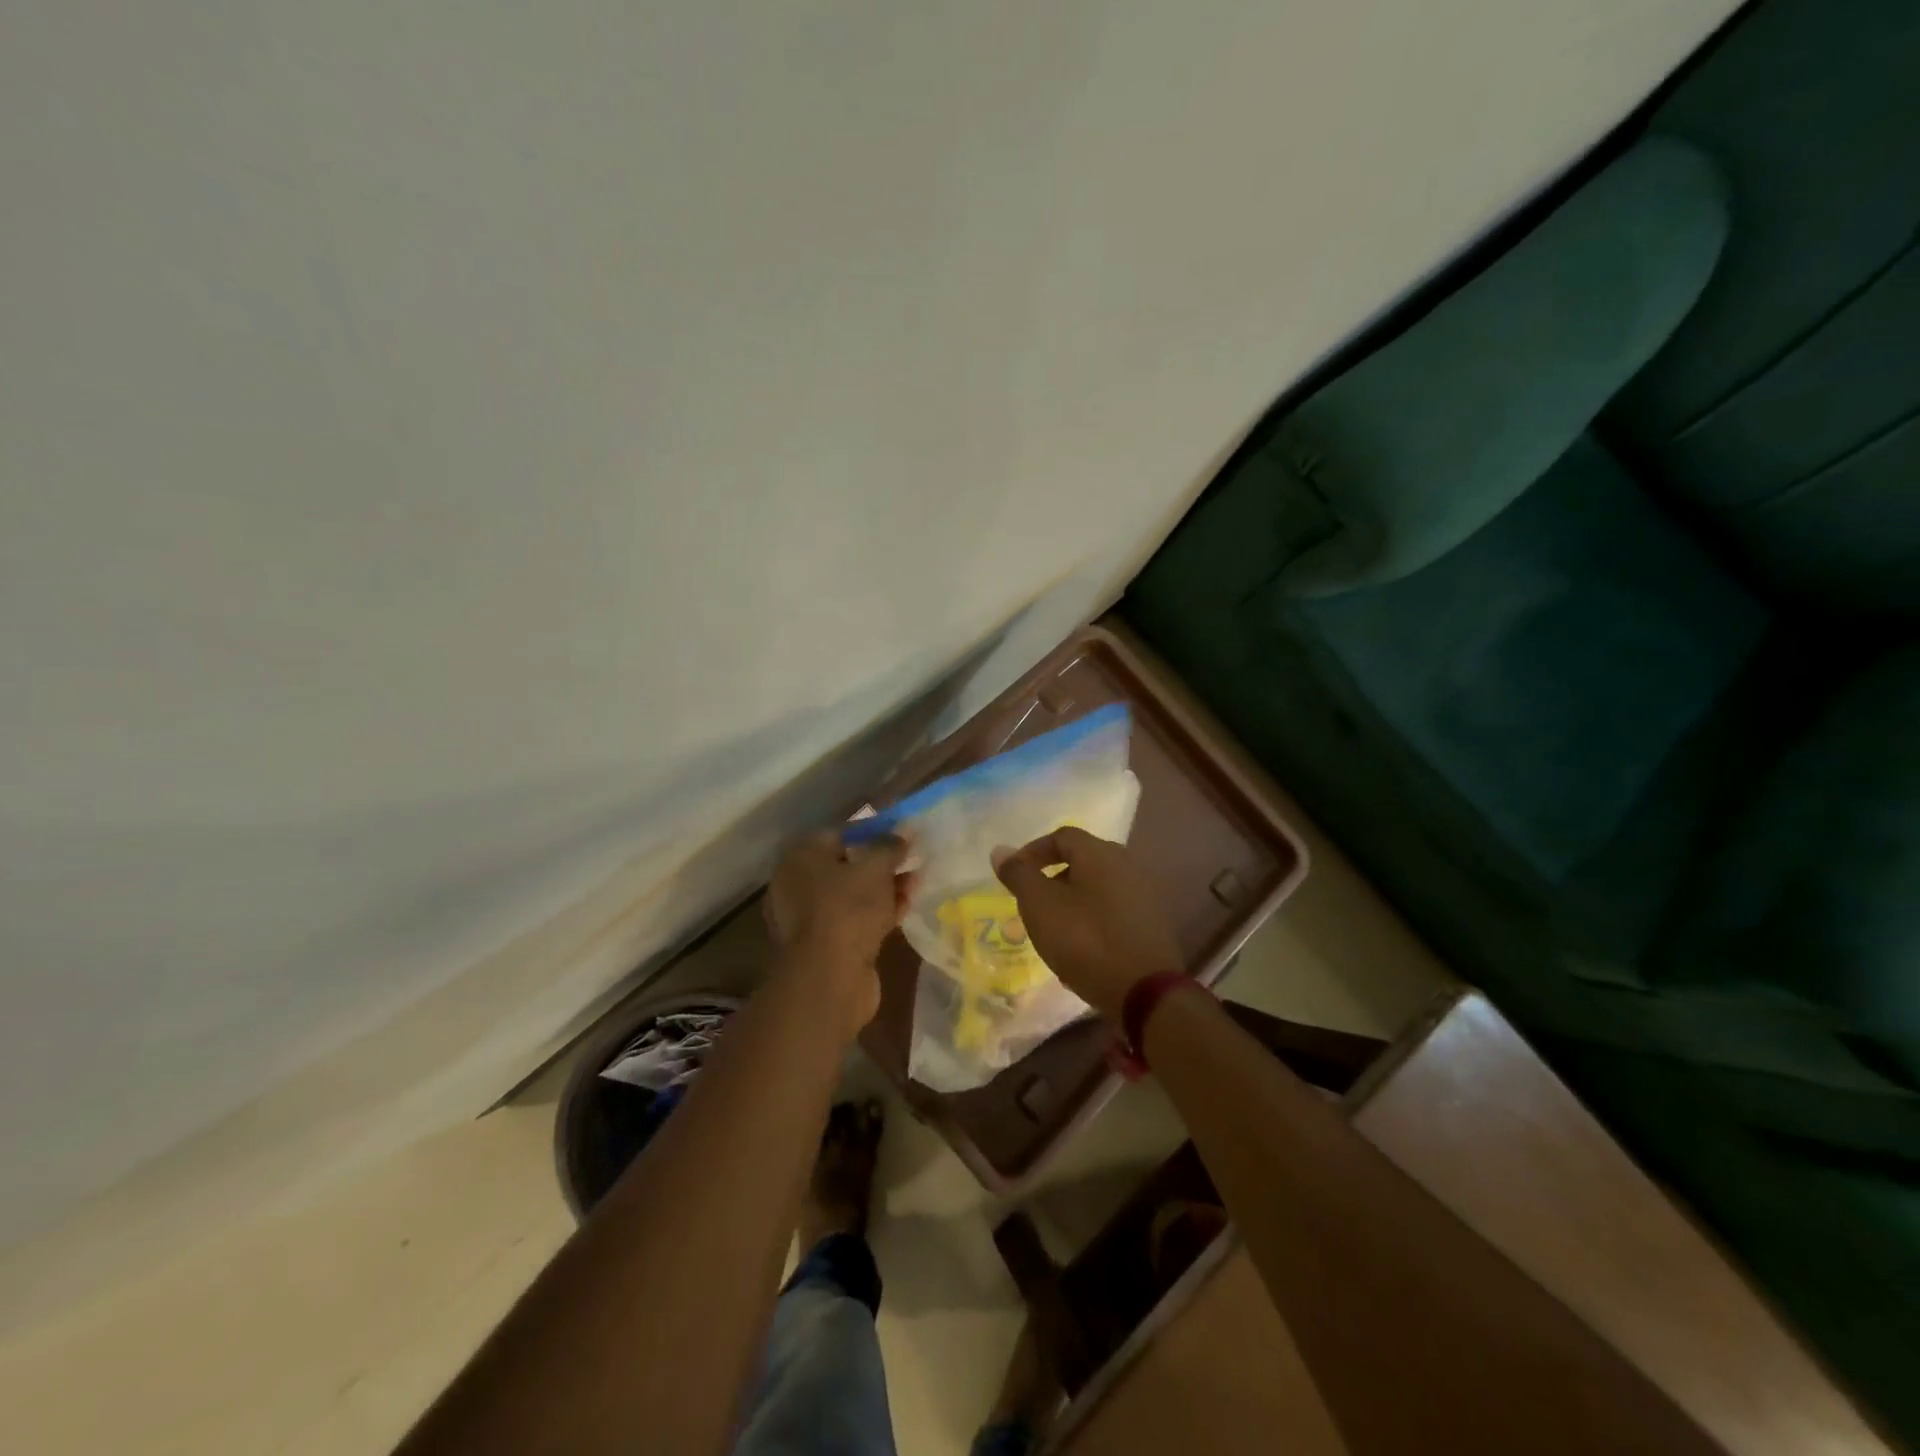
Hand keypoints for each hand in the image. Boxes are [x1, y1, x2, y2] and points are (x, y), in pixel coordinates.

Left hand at [765, 831, 911, 1035]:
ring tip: (916, 883)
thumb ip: (889, 846)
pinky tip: (905, 908)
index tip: (900, 834)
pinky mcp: (825, 945)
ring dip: (884, 888)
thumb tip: (902, 834)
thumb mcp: (875, 868)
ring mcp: (810, 918)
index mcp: (800, 858)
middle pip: (846, 865)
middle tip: (911, 860)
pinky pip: (855, 919)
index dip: (872, 831)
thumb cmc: (848, 909)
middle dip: (881, 862)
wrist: (830, 978)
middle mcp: (798, 885)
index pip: (838, 833)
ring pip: (853, 895)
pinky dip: (878, 912)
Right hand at [992, 827, 1180, 1019]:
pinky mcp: (1153, 924)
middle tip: (1033, 903)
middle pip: (1083, 860)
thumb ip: (1019, 875)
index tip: (1015, 875)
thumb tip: (1000, 851)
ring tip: (1054, 929)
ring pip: (1098, 887)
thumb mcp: (1040, 906)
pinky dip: (1093, 919)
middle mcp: (1127, 864)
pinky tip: (1082, 948)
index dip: (1034, 851)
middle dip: (1053, 878)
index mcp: (1100, 853)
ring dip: (1073, 901)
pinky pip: (1114, 910)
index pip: (1062, 836)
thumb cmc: (1086, 941)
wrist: (1145, 992)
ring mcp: (1145, 894)